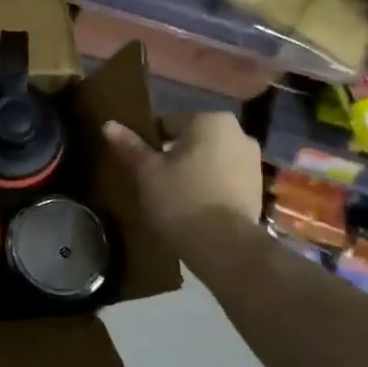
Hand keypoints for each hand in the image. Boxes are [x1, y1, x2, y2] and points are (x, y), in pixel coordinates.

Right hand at [104, 113, 262, 251]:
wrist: (225, 246)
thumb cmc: (181, 199)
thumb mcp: (146, 173)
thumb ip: (129, 146)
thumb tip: (109, 124)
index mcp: (209, 120)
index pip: (167, 123)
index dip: (149, 144)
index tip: (140, 166)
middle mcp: (237, 132)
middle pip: (191, 140)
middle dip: (174, 156)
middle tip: (154, 182)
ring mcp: (252, 160)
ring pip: (210, 158)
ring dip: (194, 170)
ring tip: (174, 196)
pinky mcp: (258, 186)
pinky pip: (225, 177)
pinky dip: (210, 186)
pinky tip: (196, 206)